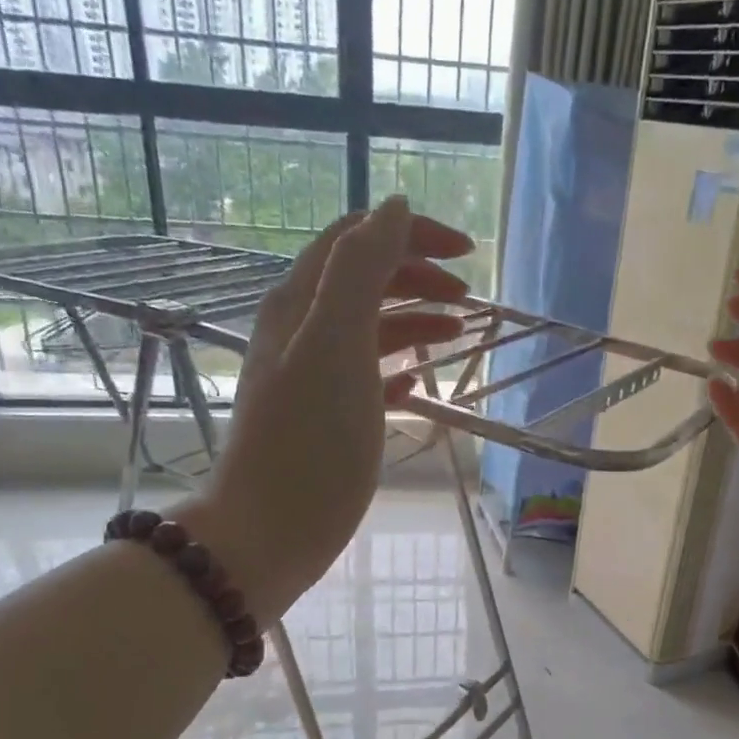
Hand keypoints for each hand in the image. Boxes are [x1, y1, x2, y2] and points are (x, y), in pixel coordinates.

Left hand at [170, 197, 469, 620]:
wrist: (268, 531)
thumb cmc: (310, 441)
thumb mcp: (338, 343)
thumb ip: (363, 270)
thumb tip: (394, 207)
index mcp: (301, 304)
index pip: (357, 240)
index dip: (411, 235)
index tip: (467, 254)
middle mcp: (301, 331)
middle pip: (364, 281)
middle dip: (418, 277)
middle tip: (469, 300)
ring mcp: (311, 378)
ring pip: (368, 330)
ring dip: (414, 322)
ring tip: (458, 336)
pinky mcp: (323, 420)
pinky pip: (366, 378)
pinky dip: (397, 370)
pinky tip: (420, 384)